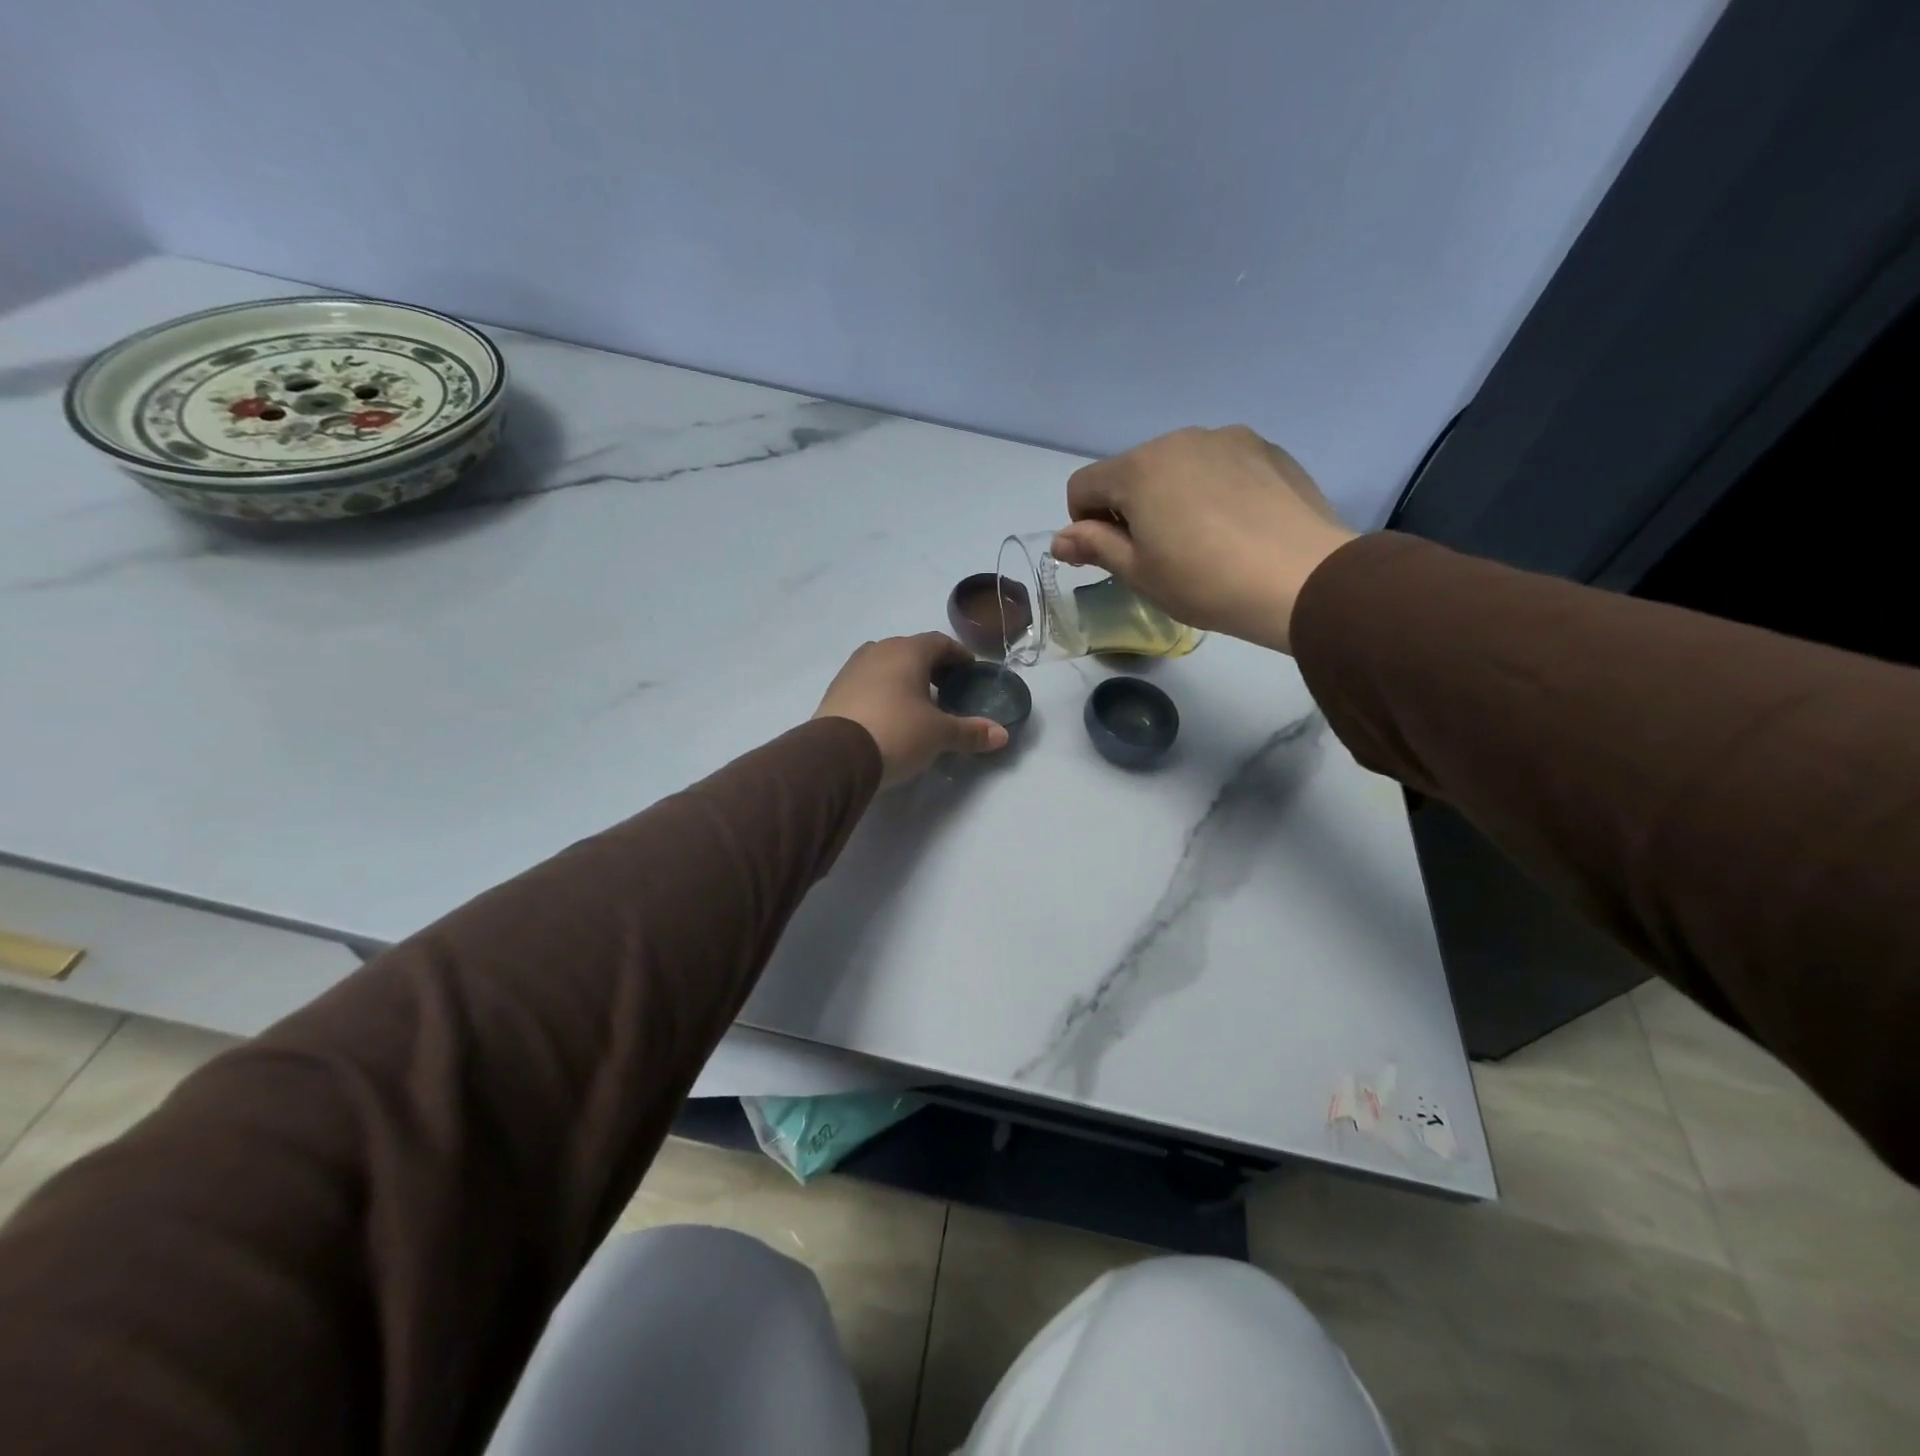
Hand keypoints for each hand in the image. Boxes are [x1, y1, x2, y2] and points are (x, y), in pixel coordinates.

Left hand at [815, 633, 1009, 786]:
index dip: (959, 656)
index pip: (940, 642)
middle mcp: (878, 651)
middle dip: (932, 668)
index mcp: (907, 651)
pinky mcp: (835, 690)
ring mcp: (852, 669)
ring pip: (887, 666)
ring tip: (918, 705)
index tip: (971, 673)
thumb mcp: (939, 735)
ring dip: (905, 679)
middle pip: (912, 651)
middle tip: (948, 691)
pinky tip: (890, 716)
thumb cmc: (897, 732)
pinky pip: (868, 683)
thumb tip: (1003, 735)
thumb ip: (971, 732)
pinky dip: (884, 692)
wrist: (836, 756)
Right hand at [1052, 426, 1356, 653]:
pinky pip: (1220, 465)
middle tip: (1158, 554)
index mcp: (1139, 469)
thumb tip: (1060, 539)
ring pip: (1177, 466)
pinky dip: (1213, 489)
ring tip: (1203, 540)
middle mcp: (1178, 440)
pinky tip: (1237, 526)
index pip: (1083, 485)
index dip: (1083, 523)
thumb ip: (1094, 547)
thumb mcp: (1140, 573)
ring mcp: (1227, 439)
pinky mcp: (1266, 449)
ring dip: (1172, 495)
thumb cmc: (1205, 581)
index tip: (1111, 554)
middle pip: (1131, 472)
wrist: (1303, 579)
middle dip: (1130, 507)